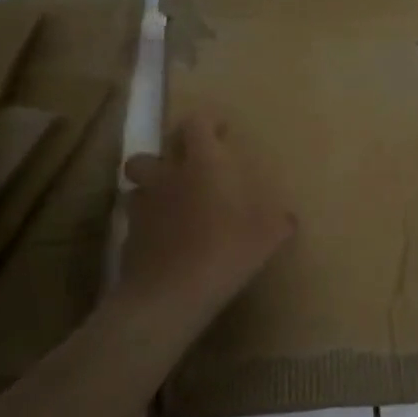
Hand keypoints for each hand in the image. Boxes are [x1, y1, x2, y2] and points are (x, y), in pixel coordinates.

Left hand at [118, 113, 295, 324]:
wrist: (171, 294)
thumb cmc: (226, 251)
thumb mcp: (267, 237)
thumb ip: (278, 223)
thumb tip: (288, 219)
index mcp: (203, 164)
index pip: (196, 124)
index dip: (207, 122)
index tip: (221, 130)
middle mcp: (168, 176)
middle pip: (156, 149)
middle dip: (170, 153)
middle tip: (189, 167)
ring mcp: (144, 206)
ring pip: (138, 184)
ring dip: (152, 187)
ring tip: (171, 202)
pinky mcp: (128, 237)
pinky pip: (136, 220)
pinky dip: (148, 223)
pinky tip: (165, 240)